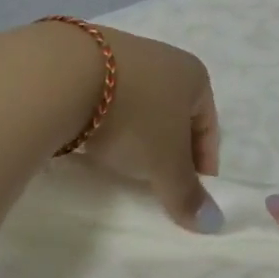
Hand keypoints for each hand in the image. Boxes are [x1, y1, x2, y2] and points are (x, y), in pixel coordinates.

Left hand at [79, 27, 223, 232]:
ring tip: (125, 166)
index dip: (204, 163)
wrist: (66, 75)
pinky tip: (96, 142)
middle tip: (159, 184)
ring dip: (138, 136)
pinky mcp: (88, 60)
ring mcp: (125, 55)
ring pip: (141, 105)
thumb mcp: (165, 163)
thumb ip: (187, 193)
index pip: (208, 125)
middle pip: (175, 115)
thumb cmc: (134, 116)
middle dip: (170, 150)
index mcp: (193, 75)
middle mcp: (164, 59)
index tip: (191, 196)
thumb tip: (213, 222)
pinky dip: (110, 123)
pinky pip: (110, 100)